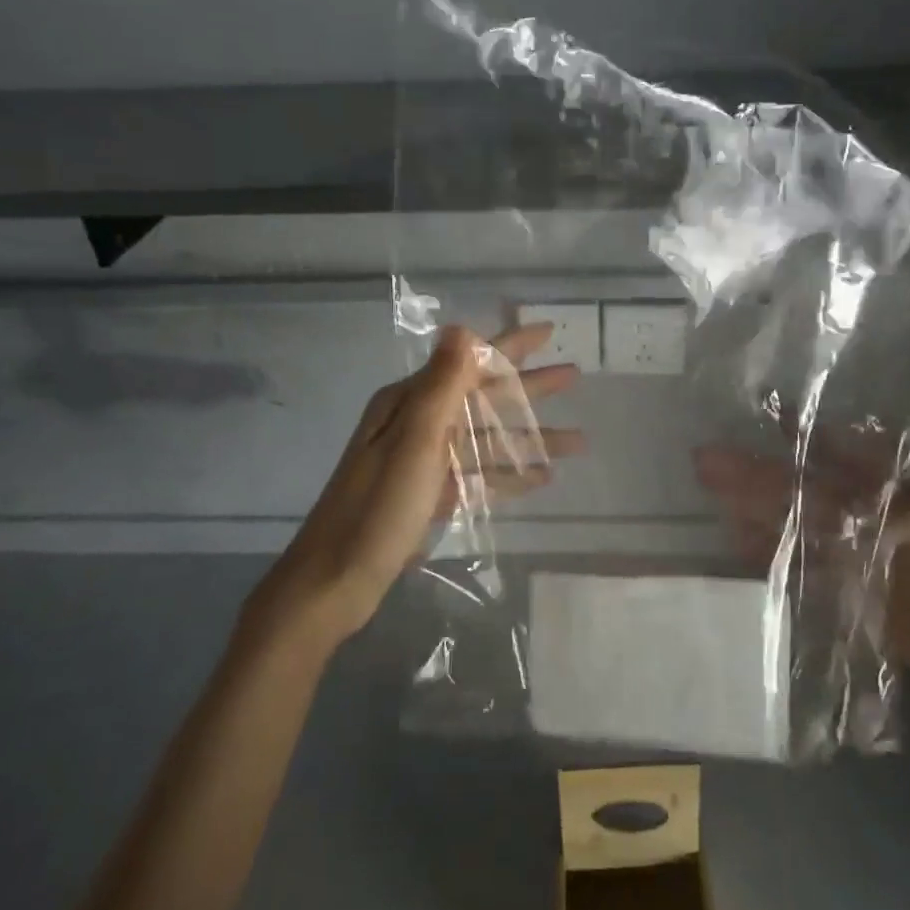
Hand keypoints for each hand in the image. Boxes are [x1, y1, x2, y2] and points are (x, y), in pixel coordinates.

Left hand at [248, 323, 583, 648]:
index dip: (510, 346)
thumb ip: (442, 385)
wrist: (332, 583)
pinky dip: (507, 473)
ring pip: (485, 438)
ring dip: (528, 437)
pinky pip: (476, 474)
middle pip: (482, 396)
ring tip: (576, 441)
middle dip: (528, 387)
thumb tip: (461, 326)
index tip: (548, 331)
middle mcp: (415, 423)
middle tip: (573, 376)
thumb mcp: (414, 441)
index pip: (469, 361)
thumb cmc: (377, 509)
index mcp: (409, 403)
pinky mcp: (426, 493)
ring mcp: (421, 460)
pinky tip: (541, 477)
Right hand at [694, 442, 909, 722]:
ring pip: (795, 524)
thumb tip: (857, 507)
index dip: (803, 439)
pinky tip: (738, 540)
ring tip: (714, 495)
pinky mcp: (844, 592)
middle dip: (760, 473)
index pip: (841, 458)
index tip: (767, 419)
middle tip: (710, 461)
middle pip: (805, 489)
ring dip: (755, 509)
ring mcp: (852, 555)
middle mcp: (866, 516)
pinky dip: (769, 553)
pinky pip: (800, 566)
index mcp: (896, 492)